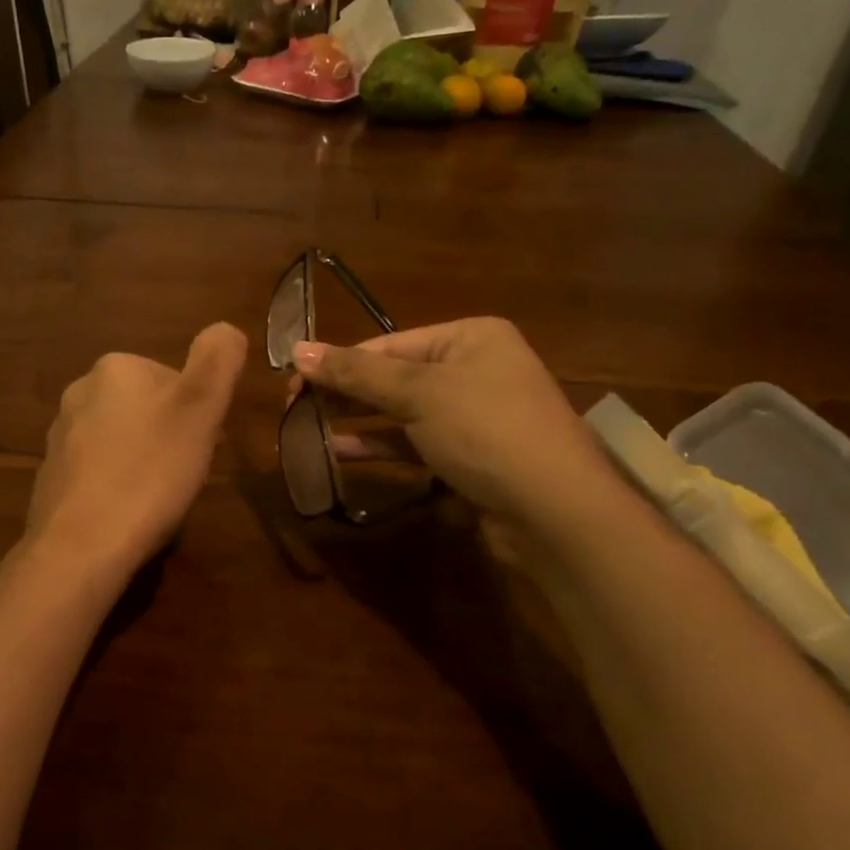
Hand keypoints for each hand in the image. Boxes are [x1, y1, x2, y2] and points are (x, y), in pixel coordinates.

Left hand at [24, 323, 247, 575]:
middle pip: (146, 408)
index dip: (197, 414)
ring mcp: (60, 436)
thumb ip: (218, 358)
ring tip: (157, 498)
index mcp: (115, 367)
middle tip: (183, 473)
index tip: (203, 446)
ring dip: (144, 460)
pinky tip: (127, 513)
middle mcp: (80, 392)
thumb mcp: (201, 407)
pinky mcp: (51, 476)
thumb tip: (224, 329)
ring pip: (122, 439)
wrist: (82, 544)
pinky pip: (98, 471)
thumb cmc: (151, 471)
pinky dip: (117, 485)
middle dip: (170, 436)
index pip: (173, 379)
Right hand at [289, 318, 621, 541]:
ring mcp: (473, 416)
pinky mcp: (469, 457)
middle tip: (295, 406)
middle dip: (347, 391)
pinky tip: (341, 451)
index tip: (294, 380)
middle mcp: (474, 370)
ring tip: (309, 428)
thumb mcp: (418, 394)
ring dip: (358, 421)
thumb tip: (297, 350)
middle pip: (395, 376)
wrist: (555, 511)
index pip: (390, 343)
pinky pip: (415, 443)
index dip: (340, 361)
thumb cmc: (486, 431)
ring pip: (402, 413)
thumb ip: (356, 373)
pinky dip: (381, 446)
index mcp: (470, 338)